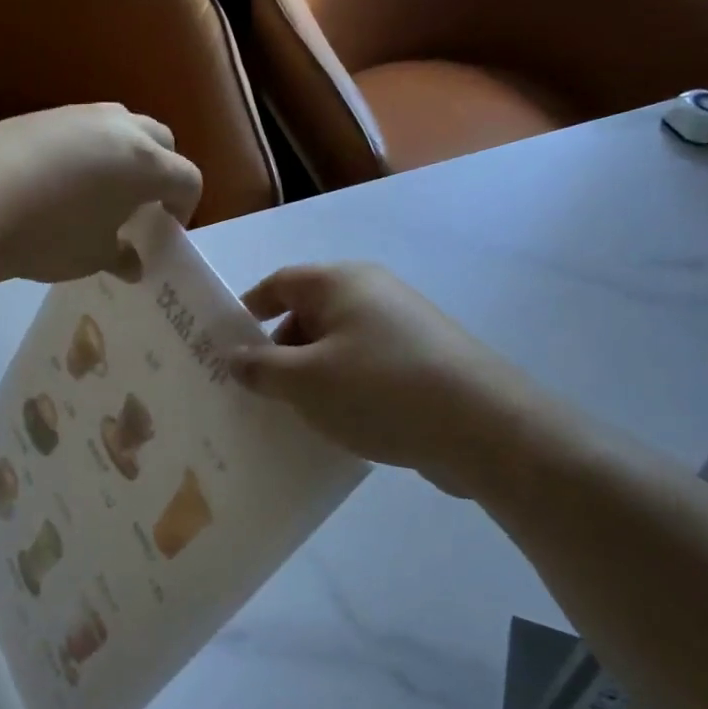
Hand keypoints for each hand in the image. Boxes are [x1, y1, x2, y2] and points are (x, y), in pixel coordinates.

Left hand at [0, 104, 202, 284]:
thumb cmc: (46, 235)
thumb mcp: (91, 256)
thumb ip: (121, 256)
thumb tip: (132, 263)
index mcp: (144, 163)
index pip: (187, 179)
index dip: (185, 208)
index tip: (167, 231)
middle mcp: (118, 128)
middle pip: (161, 141)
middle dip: (162, 172)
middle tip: (143, 206)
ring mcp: (77, 115)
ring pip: (121, 126)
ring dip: (126, 155)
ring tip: (104, 192)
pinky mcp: (41, 116)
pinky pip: (83, 129)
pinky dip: (89, 151)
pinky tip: (63, 182)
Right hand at [230, 263, 527, 496]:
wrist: (481, 425)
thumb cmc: (379, 389)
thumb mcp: (305, 381)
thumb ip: (262, 367)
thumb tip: (236, 357)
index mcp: (341, 283)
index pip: (280, 283)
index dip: (248, 309)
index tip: (226, 345)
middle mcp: (373, 294)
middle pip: (309, 313)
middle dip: (279, 350)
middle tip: (257, 392)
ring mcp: (403, 327)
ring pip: (338, 345)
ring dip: (312, 375)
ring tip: (295, 415)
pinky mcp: (423, 361)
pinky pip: (367, 368)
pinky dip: (345, 389)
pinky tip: (339, 425)